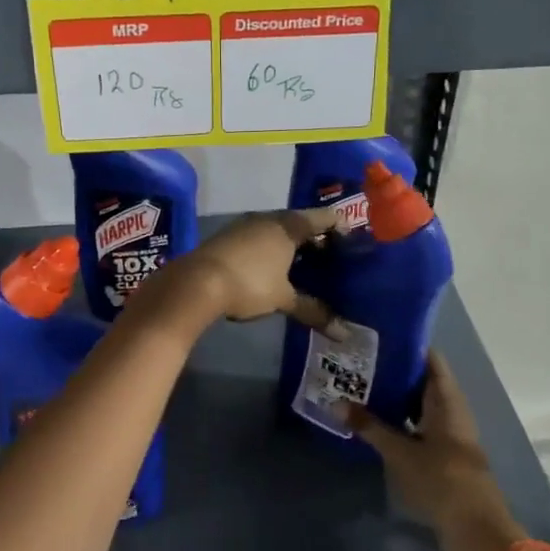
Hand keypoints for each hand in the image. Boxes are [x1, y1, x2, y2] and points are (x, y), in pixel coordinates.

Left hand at [148, 208, 340, 327]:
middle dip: (317, 241)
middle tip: (334, 263)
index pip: (324, 217)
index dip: (342, 229)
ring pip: (279, 232)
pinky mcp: (229, 238)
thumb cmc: (248, 283)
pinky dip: (273, 252)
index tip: (353, 247)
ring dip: (293, 247)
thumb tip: (343, 332)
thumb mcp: (283, 299)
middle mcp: (268, 218)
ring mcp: (246, 226)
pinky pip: (261, 240)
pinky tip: (276, 272)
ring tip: (308, 270)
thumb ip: (313, 311)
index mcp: (288, 225)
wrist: (195, 282)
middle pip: (301, 223)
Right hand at [344, 353, 527, 550]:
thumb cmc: (442, 481)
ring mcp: (450, 435)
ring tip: (359, 388)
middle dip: (393, 371)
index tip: (376, 336)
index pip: (430, 359)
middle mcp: (451, 411)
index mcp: (447, 401)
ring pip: (420, 406)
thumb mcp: (400, 453)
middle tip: (358, 362)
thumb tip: (336, 403)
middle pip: (423, 381)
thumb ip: (370, 427)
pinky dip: (400, 421)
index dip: (407, 345)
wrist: (478, 533)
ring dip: (395, 398)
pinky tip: (375, 423)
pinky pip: (419, 427)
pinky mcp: (445, 456)